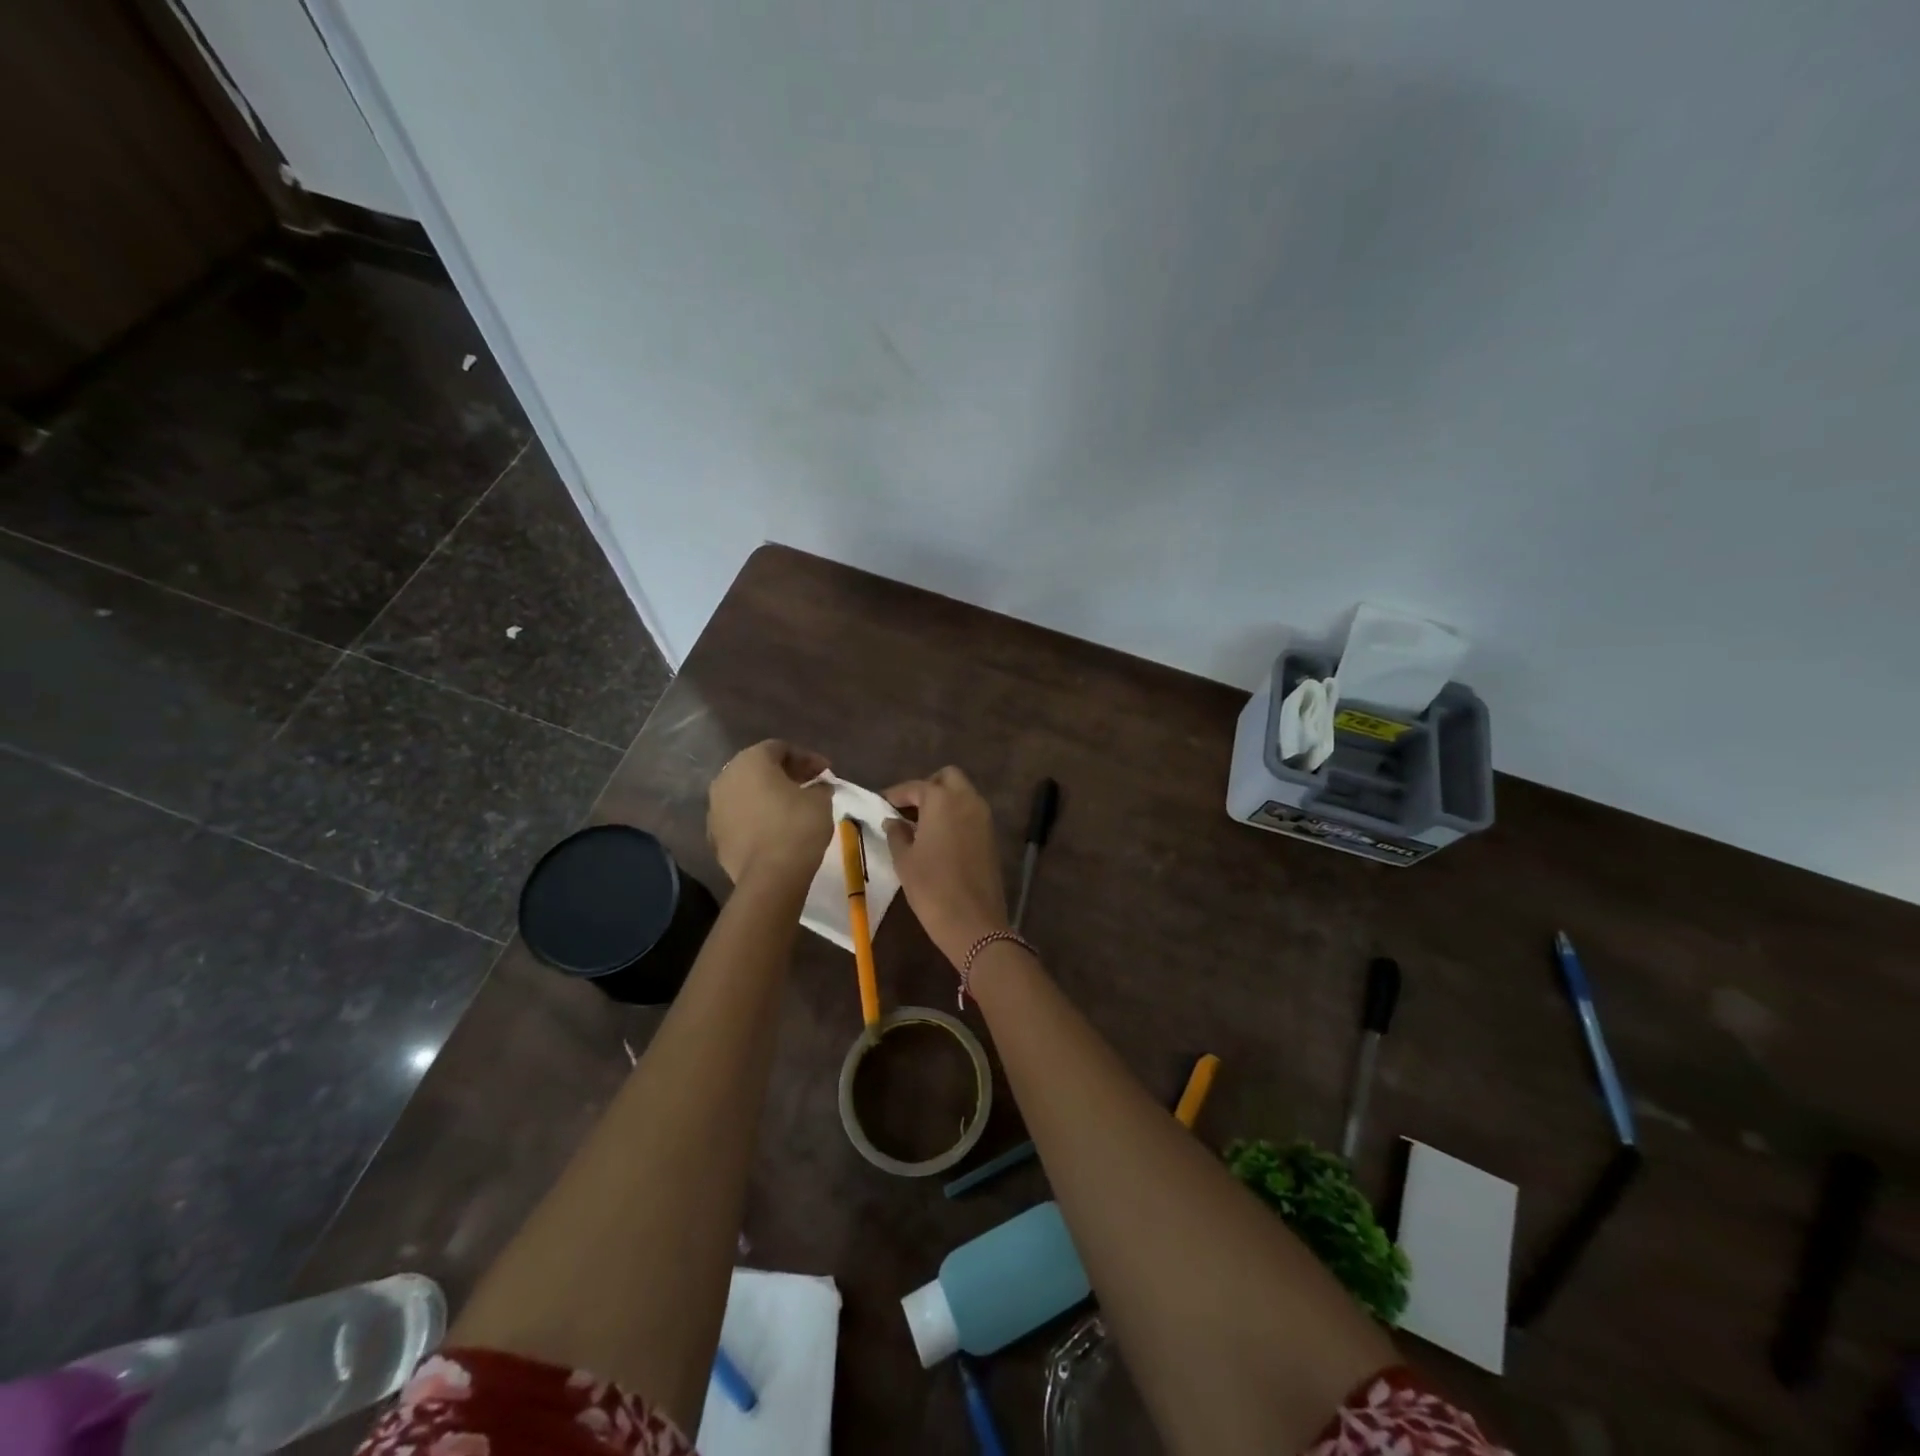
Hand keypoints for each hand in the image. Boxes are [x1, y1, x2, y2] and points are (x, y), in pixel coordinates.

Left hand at [708, 740, 832, 887]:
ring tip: (792, 807)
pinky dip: (756, 816)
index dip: (807, 758)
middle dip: (785, 774)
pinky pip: (739, 816)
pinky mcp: (714, 835)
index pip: (781, 748)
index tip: (826, 772)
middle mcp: (726, 777)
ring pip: (746, 792)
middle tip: (810, 785)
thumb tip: (818, 786)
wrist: (770, 877)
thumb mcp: (820, 800)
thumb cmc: (797, 827)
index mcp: (751, 761)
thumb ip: (819, 786)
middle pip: (759, 768)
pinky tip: (774, 828)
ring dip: (768, 795)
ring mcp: (715, 807)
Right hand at [883, 767, 1009, 967]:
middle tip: (907, 809)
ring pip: (962, 793)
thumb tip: (892, 821)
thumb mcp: (904, 860)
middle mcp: (967, 800)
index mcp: (942, 800)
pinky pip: (971, 812)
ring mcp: (983, 817)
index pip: (915, 787)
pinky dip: (955, 815)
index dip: (896, 794)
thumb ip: (896, 833)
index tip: (881, 803)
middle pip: (947, 778)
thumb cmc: (931, 887)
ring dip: (943, 800)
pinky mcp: (991, 835)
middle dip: (927, 787)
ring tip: (920, 824)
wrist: (973, 922)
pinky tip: (938, 837)